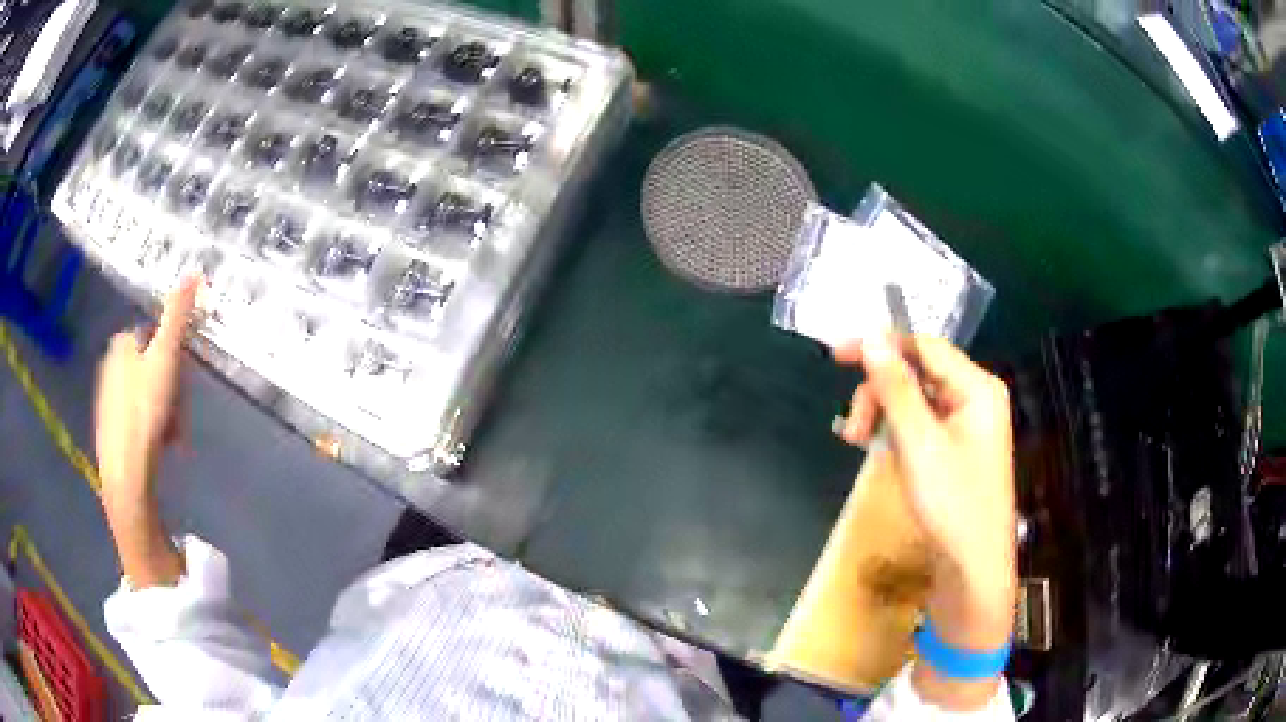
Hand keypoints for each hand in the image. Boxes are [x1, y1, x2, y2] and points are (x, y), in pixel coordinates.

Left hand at [95, 276, 200, 507]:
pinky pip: (135, 416)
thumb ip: (177, 316)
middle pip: (150, 366)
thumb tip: (193, 271)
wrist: (125, 473)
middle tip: (179, 415)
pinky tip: (157, 444)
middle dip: (170, 389)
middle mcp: (110, 363)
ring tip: (171, 436)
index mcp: (122, 343)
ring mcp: (107, 397)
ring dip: (163, 410)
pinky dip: (150, 426)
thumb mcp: (165, 358)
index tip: (183, 382)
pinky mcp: (108, 426)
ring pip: (144, 393)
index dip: (173, 358)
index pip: (155, 337)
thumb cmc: (144, 412)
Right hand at [835, 334, 1015, 707]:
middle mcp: (975, 397)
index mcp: (978, 387)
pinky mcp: (957, 448)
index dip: (881, 346)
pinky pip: (921, 424)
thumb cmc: (952, 504)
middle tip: (851, 430)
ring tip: (858, 443)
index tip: (837, 357)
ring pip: (916, 399)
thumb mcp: (919, 444)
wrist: (973, 568)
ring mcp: (967, 424)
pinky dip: (896, 432)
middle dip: (880, 393)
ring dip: (883, 414)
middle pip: (918, 373)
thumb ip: (896, 388)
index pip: (925, 346)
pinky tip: (877, 448)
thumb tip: (871, 337)